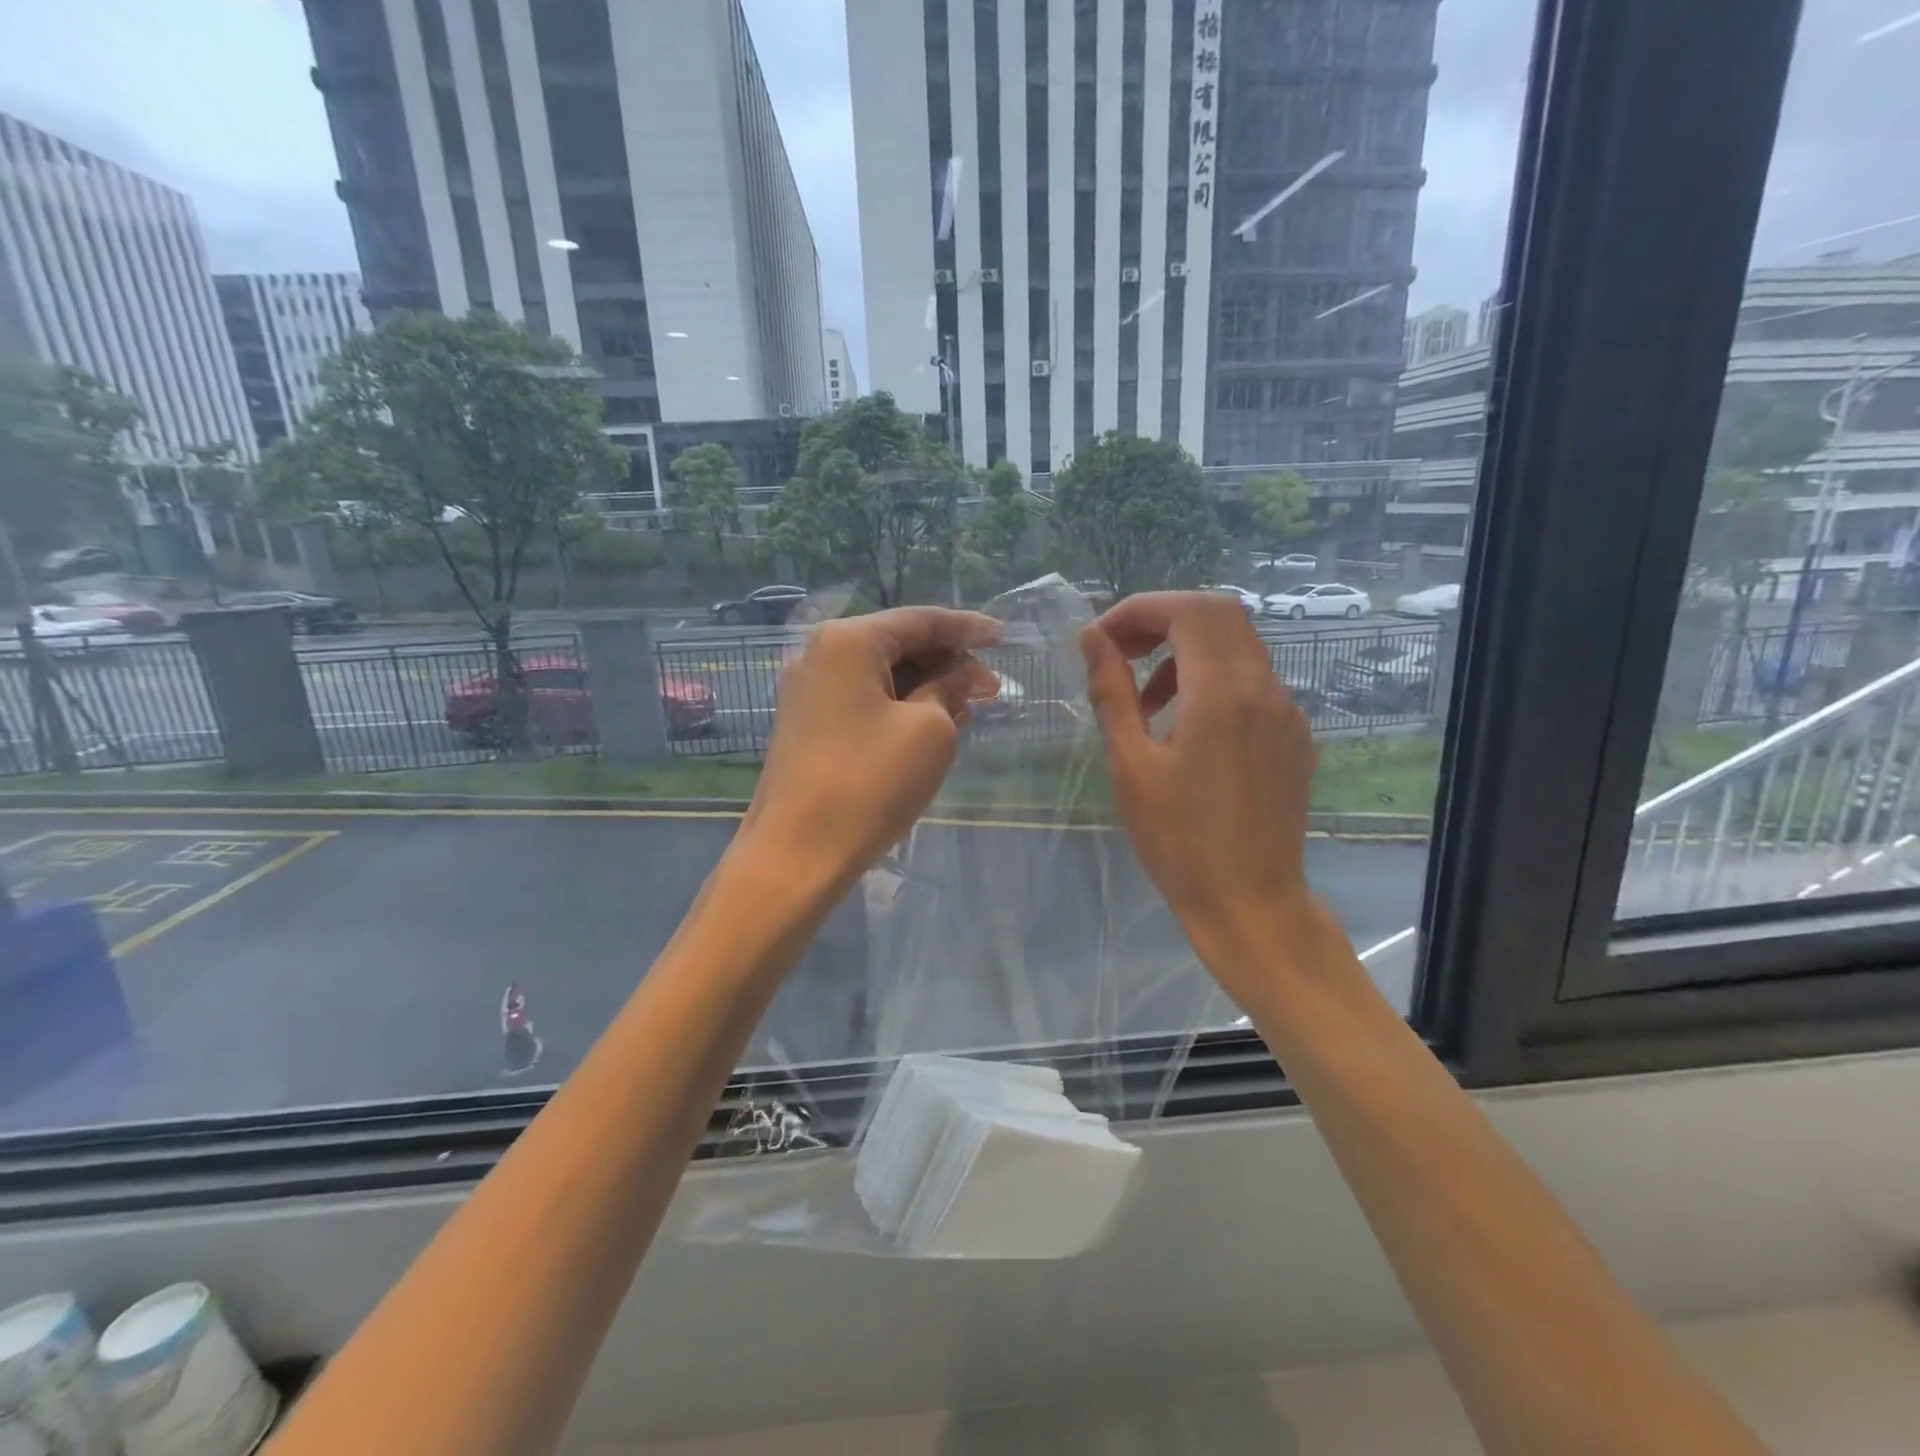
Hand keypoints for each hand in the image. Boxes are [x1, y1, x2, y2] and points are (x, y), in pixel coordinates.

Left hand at [741, 607, 1002, 896]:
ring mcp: (808, 688)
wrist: (797, 852)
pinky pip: (863, 697)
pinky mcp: (806, 721)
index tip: (1005, 635)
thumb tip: (961, 673)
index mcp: (849, 640)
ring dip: (925, 685)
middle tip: (989, 689)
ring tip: (967, 708)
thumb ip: (950, 687)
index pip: (921, 620)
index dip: (968, 628)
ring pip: (881, 672)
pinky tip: (931, 722)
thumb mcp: (929, 729)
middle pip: (898, 642)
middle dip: (947, 662)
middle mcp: (820, 652)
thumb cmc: (870, 783)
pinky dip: (899, 704)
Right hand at [1080, 592, 1320, 981]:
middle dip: (1163, 620)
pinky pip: (1253, 681)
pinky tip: (1186, 725)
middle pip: (1218, 614)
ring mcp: (1287, 711)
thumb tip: (1092, 637)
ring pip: (1238, 645)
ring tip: (1146, 699)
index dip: (1139, 610)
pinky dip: (1213, 679)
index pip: (1187, 610)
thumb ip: (1111, 691)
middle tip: (1120, 653)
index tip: (1101, 638)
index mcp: (1222, 693)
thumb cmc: (1177, 840)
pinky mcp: (1294, 735)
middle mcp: (1264, 688)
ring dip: (1186, 651)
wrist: (1250, 902)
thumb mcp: (1130, 764)